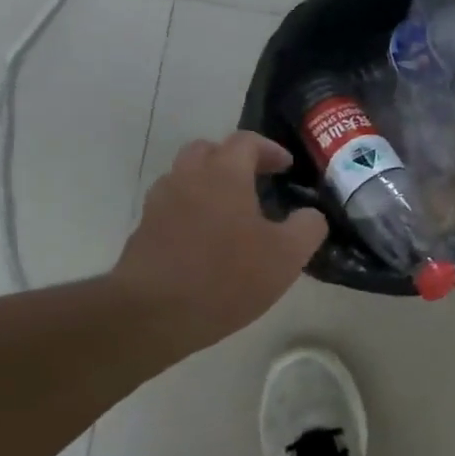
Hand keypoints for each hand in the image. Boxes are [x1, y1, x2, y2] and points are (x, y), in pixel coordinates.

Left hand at [114, 132, 326, 362]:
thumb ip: (308, 227)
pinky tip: (206, 241)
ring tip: (230, 211)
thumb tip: (311, 215)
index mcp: (224, 173)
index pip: (246, 141)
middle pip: (208, 151)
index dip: (269, 149)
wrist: (152, 314)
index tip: (285, 167)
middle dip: (233, 159)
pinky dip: (190, 211)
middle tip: (255, 180)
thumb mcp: (287, 255)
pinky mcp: (143, 232)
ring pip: (184, 177)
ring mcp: (160, 204)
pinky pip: (171, 208)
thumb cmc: (226, 277)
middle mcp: (187, 177)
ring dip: (208, 184)